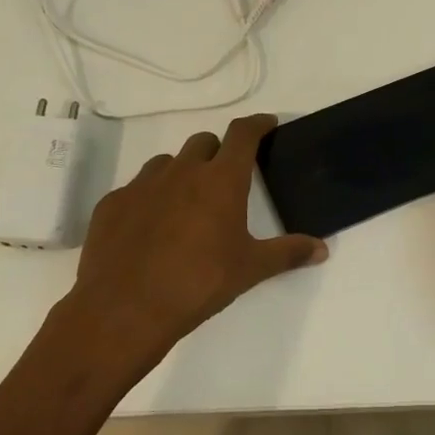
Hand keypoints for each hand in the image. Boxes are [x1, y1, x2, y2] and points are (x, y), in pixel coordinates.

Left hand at [55, 115, 326, 379]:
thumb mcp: (251, 269)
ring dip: (182, 173)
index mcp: (221, 181)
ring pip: (168, 163)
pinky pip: (135, 189)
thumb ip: (288, 253)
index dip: (257, 124)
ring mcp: (142, 185)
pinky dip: (149, 198)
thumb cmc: (198, 284)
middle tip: (225, 178)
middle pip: (204, 142)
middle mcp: (181, 172)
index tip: (267, 124)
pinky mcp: (111, 204)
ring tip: (186, 204)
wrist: (125, 310)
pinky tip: (150, 228)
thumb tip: (322, 249)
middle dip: (218, 152)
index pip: (243, 134)